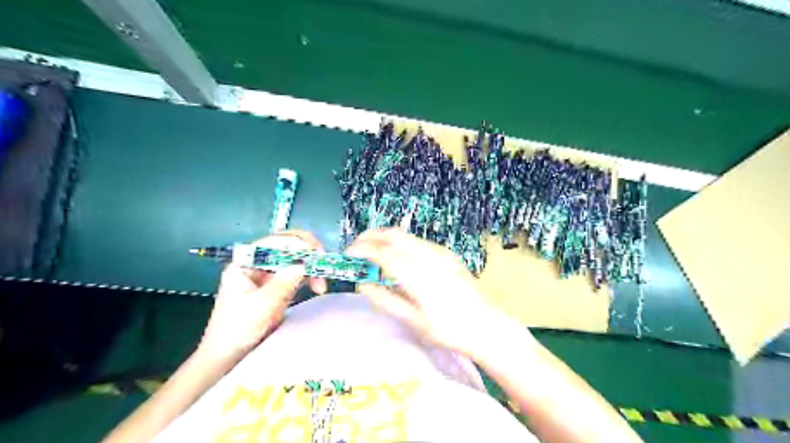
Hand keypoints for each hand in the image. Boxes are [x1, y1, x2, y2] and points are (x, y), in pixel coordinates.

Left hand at [201, 231, 330, 360]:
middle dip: (307, 252)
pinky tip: (318, 286)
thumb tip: (304, 265)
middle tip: (324, 262)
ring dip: (312, 267)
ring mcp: (268, 275)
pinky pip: (298, 274)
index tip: (315, 253)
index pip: (274, 242)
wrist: (228, 357)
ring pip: (295, 260)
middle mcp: (257, 264)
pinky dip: (310, 277)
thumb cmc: (237, 330)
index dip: (297, 243)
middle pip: (287, 247)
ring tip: (321, 285)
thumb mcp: (261, 306)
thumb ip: (283, 283)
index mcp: (245, 263)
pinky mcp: (278, 286)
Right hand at [347, 228, 512, 355]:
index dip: (363, 250)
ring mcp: (441, 253)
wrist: (486, 325)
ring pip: (407, 236)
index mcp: (419, 277)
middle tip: (357, 246)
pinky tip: (398, 257)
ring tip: (374, 251)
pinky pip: (419, 242)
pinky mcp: (448, 254)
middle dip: (372, 235)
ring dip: (387, 238)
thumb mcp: (414, 321)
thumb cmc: (448, 330)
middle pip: (395, 235)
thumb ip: (385, 300)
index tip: (348, 253)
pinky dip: (402, 243)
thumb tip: (362, 284)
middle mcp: (430, 257)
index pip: (384, 254)